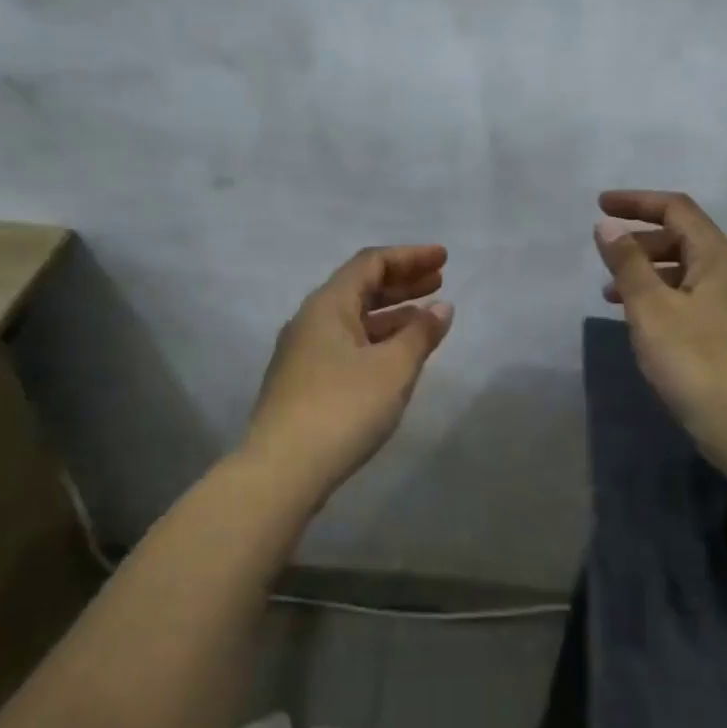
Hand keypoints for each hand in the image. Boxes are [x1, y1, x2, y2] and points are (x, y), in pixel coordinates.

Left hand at [245, 245, 454, 498]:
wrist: (283, 470)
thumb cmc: (343, 408)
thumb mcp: (393, 368)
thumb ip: (420, 334)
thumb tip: (441, 307)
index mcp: (328, 306)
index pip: (371, 263)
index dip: (409, 256)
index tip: (443, 258)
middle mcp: (311, 321)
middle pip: (360, 287)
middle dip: (402, 282)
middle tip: (440, 281)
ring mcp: (304, 353)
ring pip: (354, 319)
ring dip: (392, 313)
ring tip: (427, 318)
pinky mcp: (304, 382)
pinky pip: (348, 344)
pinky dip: (377, 339)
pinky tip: (397, 356)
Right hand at [594, 191, 726, 447]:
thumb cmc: (693, 358)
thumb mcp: (651, 307)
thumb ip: (627, 263)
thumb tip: (607, 226)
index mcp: (715, 257)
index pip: (677, 209)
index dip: (638, 201)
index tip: (600, 205)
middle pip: (682, 237)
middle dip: (640, 239)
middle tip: (606, 253)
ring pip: (682, 270)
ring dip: (645, 271)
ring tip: (610, 293)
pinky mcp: (722, 332)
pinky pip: (685, 297)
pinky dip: (657, 296)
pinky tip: (637, 320)